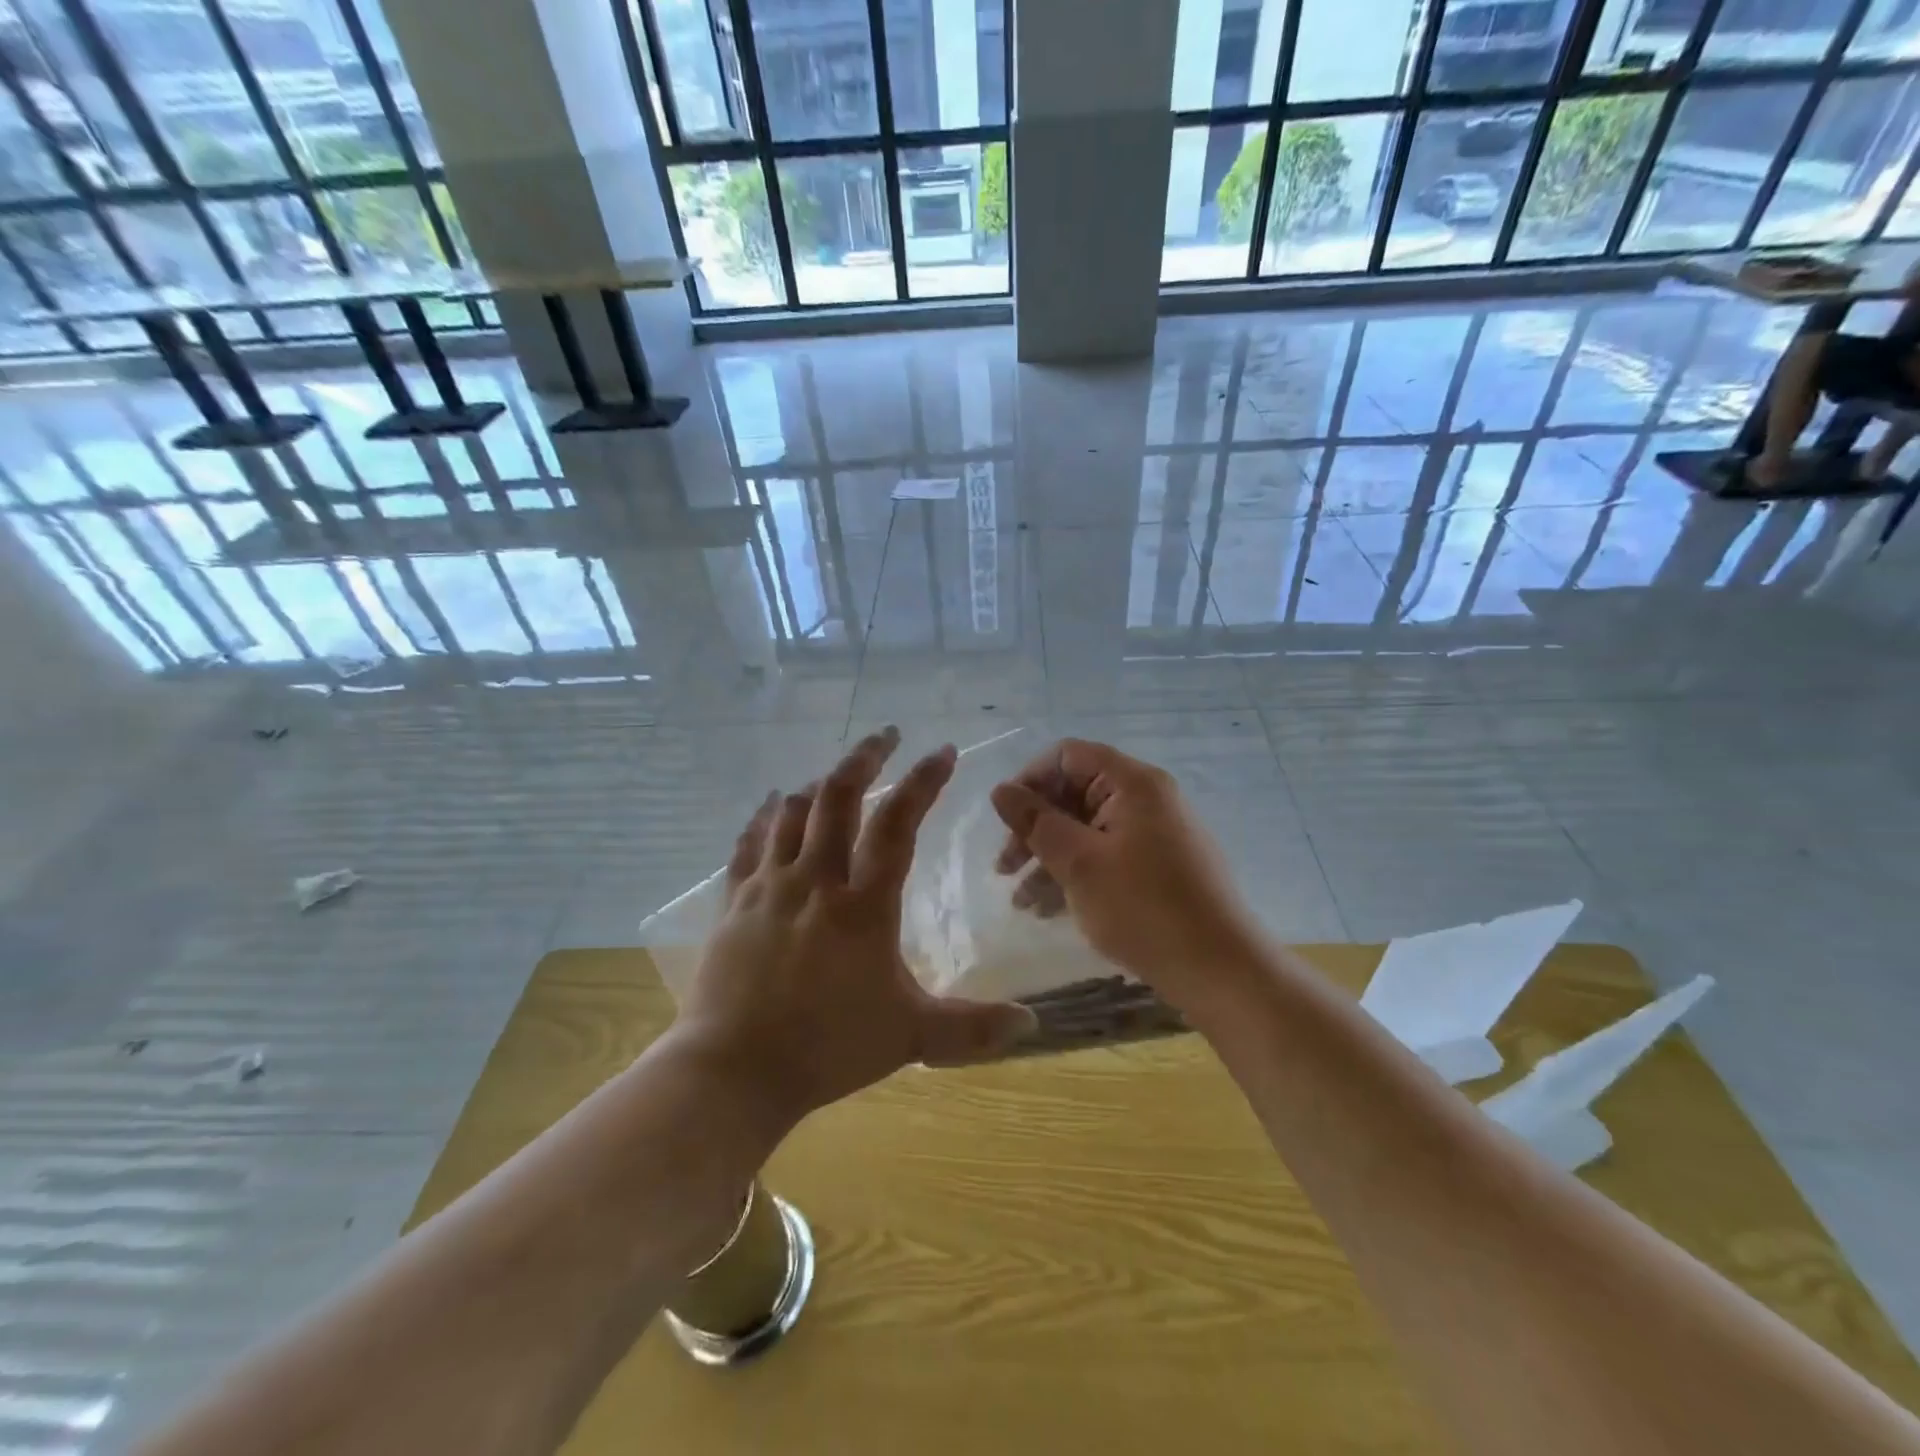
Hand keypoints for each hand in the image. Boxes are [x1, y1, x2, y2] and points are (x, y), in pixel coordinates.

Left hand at [676, 727, 1037, 1121]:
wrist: (734, 1071)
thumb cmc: (828, 1048)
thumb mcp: (910, 1037)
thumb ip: (973, 1027)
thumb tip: (1032, 1024)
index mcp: (863, 905)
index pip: (898, 824)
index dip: (922, 782)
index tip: (942, 751)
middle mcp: (815, 880)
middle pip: (838, 797)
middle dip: (865, 758)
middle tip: (886, 734)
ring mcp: (769, 888)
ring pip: (792, 812)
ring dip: (818, 784)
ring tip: (836, 773)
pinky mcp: (735, 903)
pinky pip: (749, 844)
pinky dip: (764, 816)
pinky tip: (773, 803)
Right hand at [989, 739, 1262, 1005]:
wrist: (1220, 970)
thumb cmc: (1144, 909)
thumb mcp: (1079, 864)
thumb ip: (1036, 822)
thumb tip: (1001, 790)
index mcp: (1133, 783)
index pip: (1068, 756)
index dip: (1030, 781)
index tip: (1007, 821)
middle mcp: (1146, 799)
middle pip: (1075, 793)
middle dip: (1035, 828)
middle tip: (1004, 868)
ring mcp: (1156, 834)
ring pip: (1086, 829)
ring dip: (1049, 858)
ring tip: (1021, 902)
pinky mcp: (1160, 867)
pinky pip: (1106, 855)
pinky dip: (1076, 874)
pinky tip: (1049, 910)